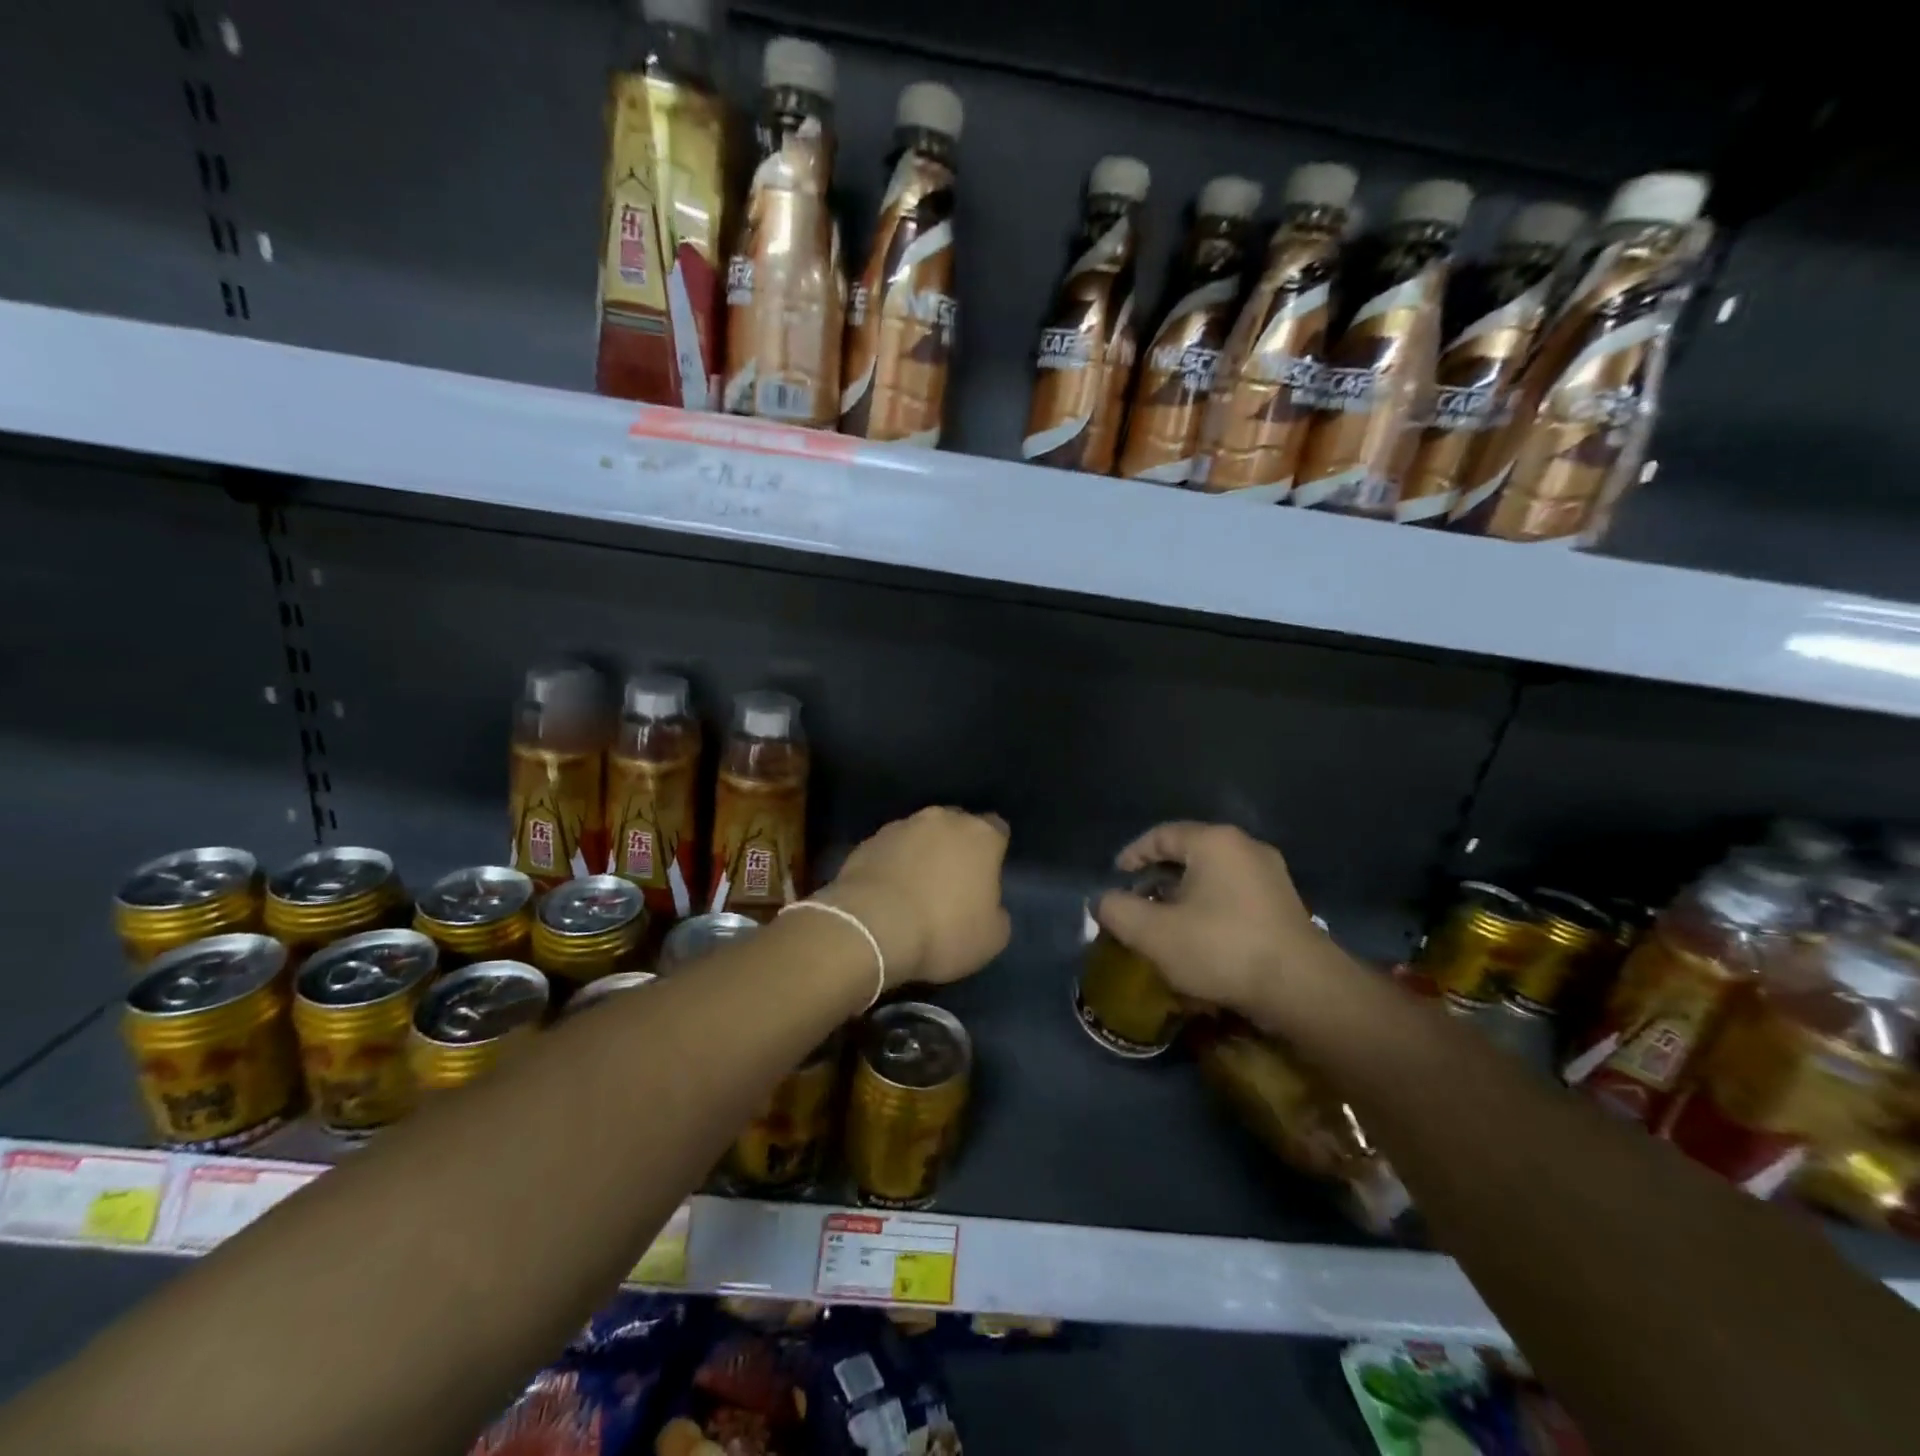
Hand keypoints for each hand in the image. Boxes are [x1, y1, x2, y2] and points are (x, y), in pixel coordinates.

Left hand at [818, 807, 1011, 988]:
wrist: (872, 929)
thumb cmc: (943, 931)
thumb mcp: (992, 938)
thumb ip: (997, 911)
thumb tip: (987, 905)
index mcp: (980, 835)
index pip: (997, 829)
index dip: (993, 852)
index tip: (987, 875)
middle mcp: (942, 819)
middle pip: (956, 826)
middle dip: (955, 847)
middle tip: (952, 881)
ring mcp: (901, 826)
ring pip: (920, 835)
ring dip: (921, 853)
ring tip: (914, 888)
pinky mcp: (868, 841)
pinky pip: (890, 849)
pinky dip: (892, 864)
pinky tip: (887, 892)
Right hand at [1093, 822, 1342, 1025]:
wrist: (1301, 989)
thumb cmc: (1221, 949)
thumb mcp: (1153, 933)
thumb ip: (1118, 911)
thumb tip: (1103, 901)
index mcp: (1214, 842)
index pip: (1162, 835)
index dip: (1133, 854)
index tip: (1116, 877)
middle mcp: (1245, 847)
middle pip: (1189, 853)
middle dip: (1158, 877)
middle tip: (1137, 902)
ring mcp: (1270, 874)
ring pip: (1212, 875)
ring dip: (1184, 894)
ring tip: (1164, 923)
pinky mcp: (1284, 903)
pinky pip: (1234, 894)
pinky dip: (1209, 906)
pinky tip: (1200, 936)